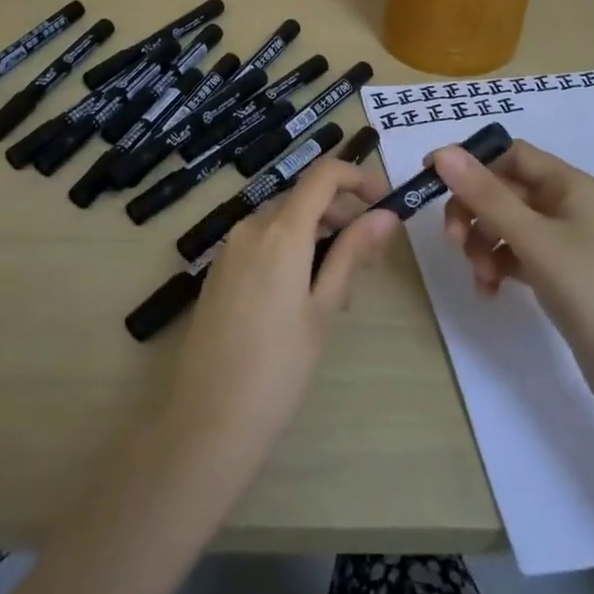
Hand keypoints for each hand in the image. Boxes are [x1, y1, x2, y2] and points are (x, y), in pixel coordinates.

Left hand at [163, 159, 397, 480]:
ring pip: (285, 221)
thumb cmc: (278, 368)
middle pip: (305, 199)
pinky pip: (263, 242)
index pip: (323, 175)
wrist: (208, 418)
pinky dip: (292, 250)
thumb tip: (385, 216)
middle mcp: (251, 227)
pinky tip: (305, 295)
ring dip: (319, 236)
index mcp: (281, 231)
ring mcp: (231, 247)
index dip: (357, 178)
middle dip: (343, 216)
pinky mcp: (220, 270)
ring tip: (341, 288)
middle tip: (373, 259)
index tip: (384, 202)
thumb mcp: (323, 309)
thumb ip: (352, 254)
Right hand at [434, 140, 593, 418]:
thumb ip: (487, 196)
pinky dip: (497, 266)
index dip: (470, 162)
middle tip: (452, 242)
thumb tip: (442, 153)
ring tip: (480, 277)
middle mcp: (566, 205)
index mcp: (569, 185)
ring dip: (482, 244)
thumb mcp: (535, 241)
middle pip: (502, 190)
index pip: (510, 154)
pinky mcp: (559, 274)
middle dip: (473, 212)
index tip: (432, 181)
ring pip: (504, 224)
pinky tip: (490, 291)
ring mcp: (563, 241)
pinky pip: (515, 255)